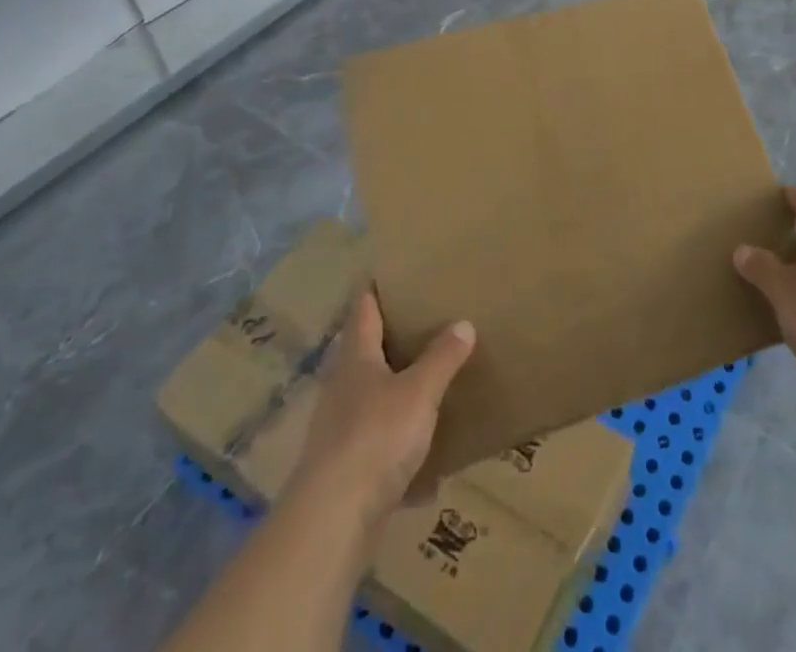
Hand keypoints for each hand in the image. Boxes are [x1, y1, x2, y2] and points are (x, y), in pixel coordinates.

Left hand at [289, 292, 475, 527]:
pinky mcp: (345, 472)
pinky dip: (399, 450)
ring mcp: (339, 432)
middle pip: (364, 354)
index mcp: (356, 360)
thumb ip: (442, 358)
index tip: (391, 272)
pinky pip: (378, 449)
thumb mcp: (419, 392)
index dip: (374, 289)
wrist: (332, 523)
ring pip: (371, 401)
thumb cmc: (375, 438)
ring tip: (429, 384)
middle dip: (390, 340)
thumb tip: (463, 323)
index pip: (363, 311)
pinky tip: (426, 465)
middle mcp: (342, 389)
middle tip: (424, 323)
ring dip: (394, 394)